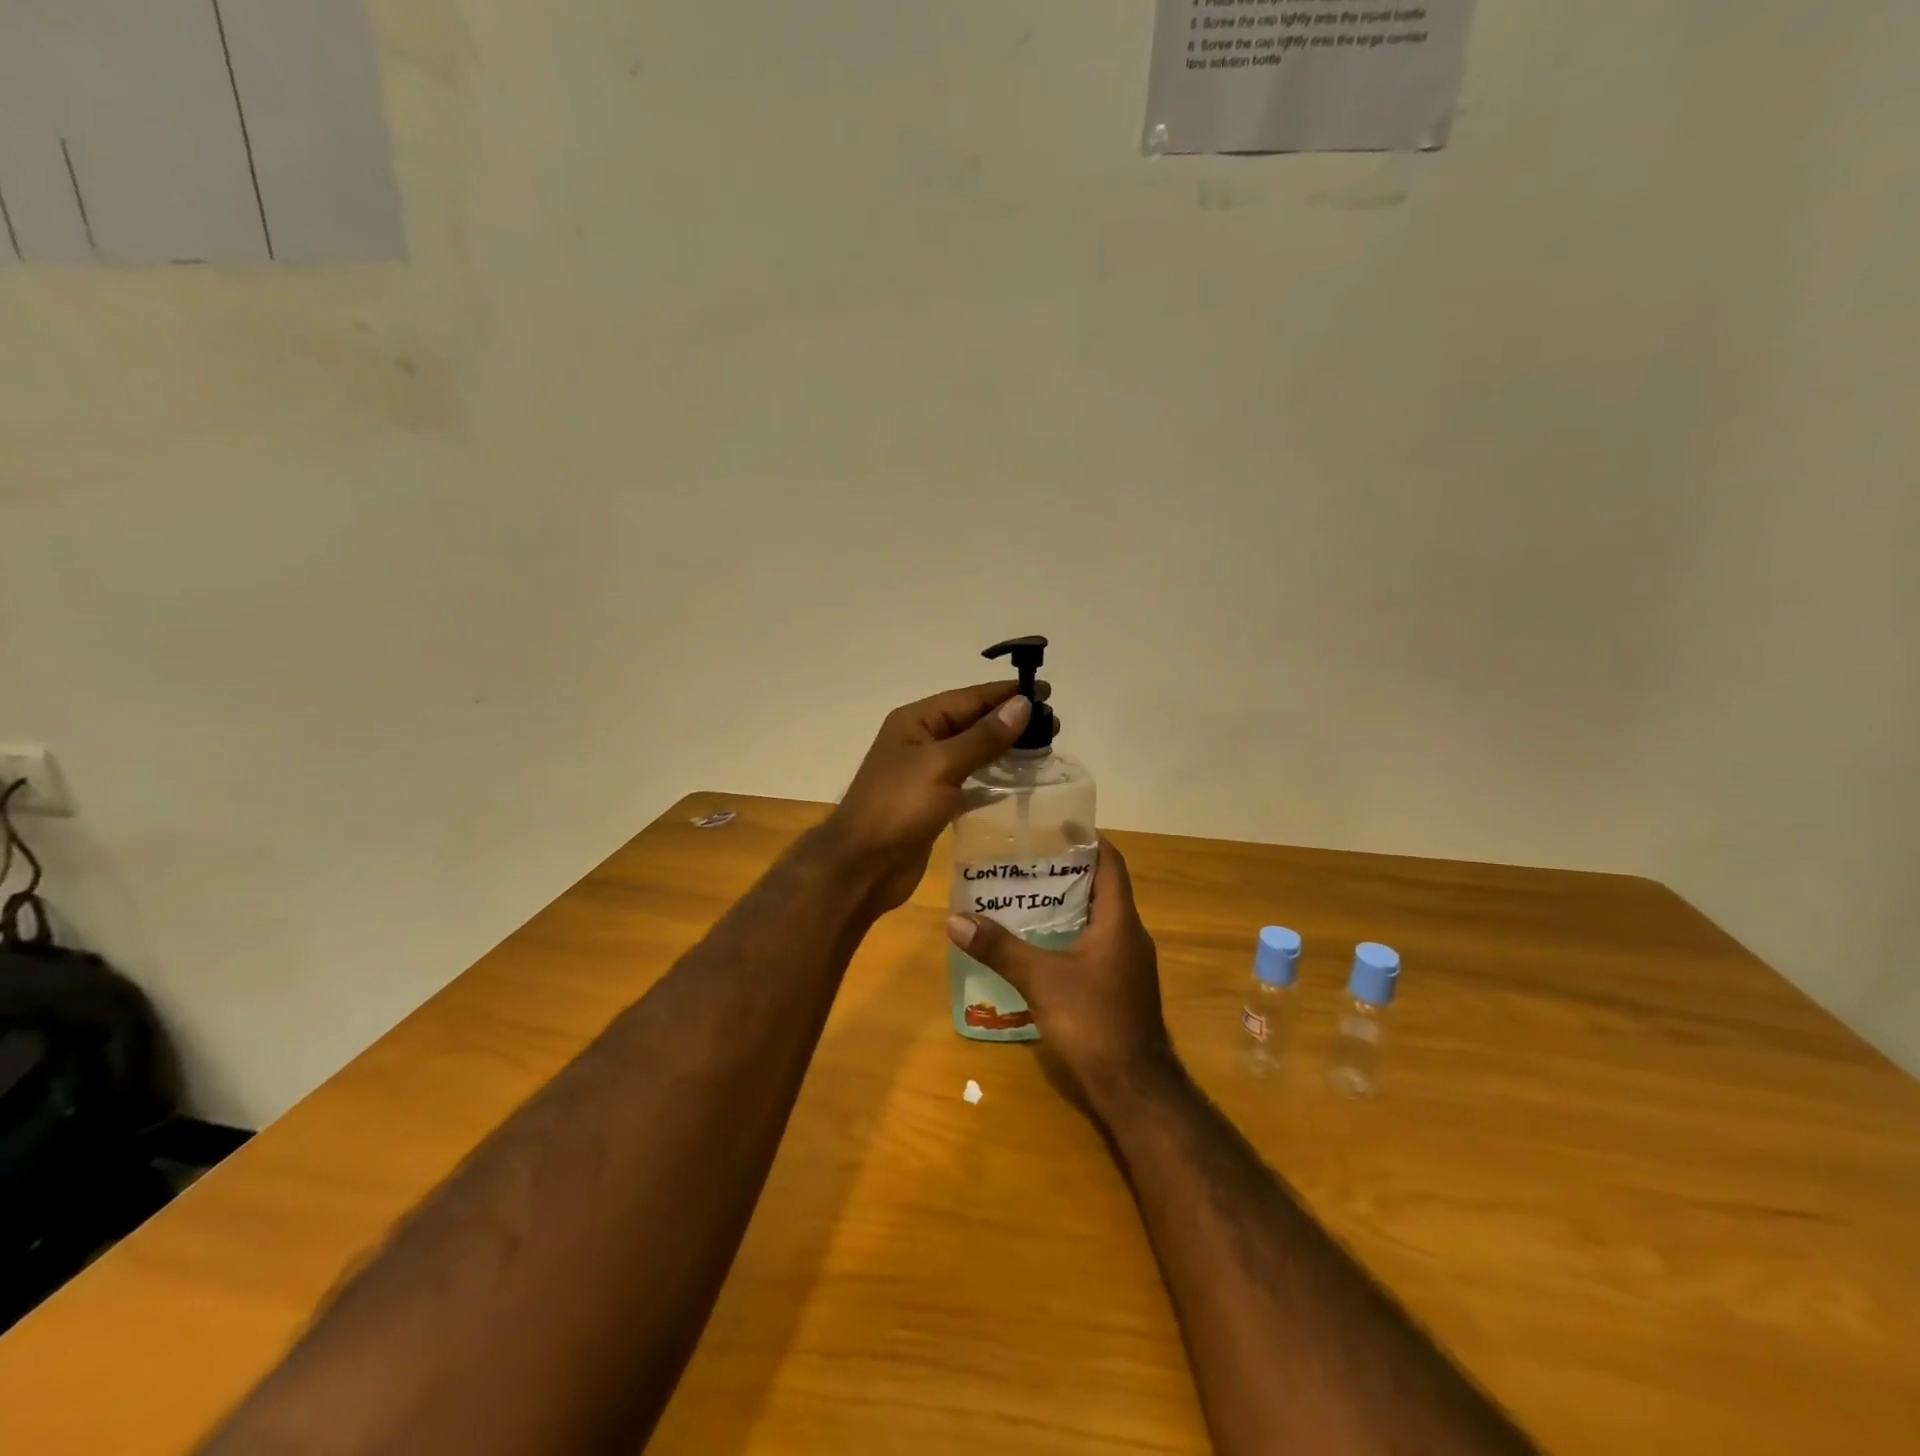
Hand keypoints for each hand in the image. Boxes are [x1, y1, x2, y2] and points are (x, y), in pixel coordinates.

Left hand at [827, 680, 1044, 912]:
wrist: (863, 866)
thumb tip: (1022, 704)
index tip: (1046, 691)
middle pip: (971, 723)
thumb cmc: (898, 807)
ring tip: (1043, 749)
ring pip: (972, 753)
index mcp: (915, 722)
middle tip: (1054, 725)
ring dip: (1004, 750)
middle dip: (1009, 721)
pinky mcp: (933, 804)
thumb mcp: (942, 765)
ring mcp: (925, 774)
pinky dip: (991, 781)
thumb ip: (984, 737)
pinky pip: (968, 783)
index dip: (1006, 694)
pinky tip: (1017, 783)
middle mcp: (920, 742)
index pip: (968, 698)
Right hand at [945, 838, 1178, 1114]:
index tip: (1058, 824)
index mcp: (1119, 921)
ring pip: (1100, 917)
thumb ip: (1000, 948)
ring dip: (1070, 902)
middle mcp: (1130, 934)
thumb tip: (956, 919)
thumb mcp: (1041, 980)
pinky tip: (1043, 941)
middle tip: (1029, 857)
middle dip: (1069, 869)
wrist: (1134, 1086)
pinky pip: (1098, 942)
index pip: (1111, 863)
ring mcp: (1129, 962)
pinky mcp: (1123, 985)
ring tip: (1028, 892)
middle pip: (1103, 887)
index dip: (1089, 839)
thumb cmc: (1093, 1021)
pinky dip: (1073, 931)